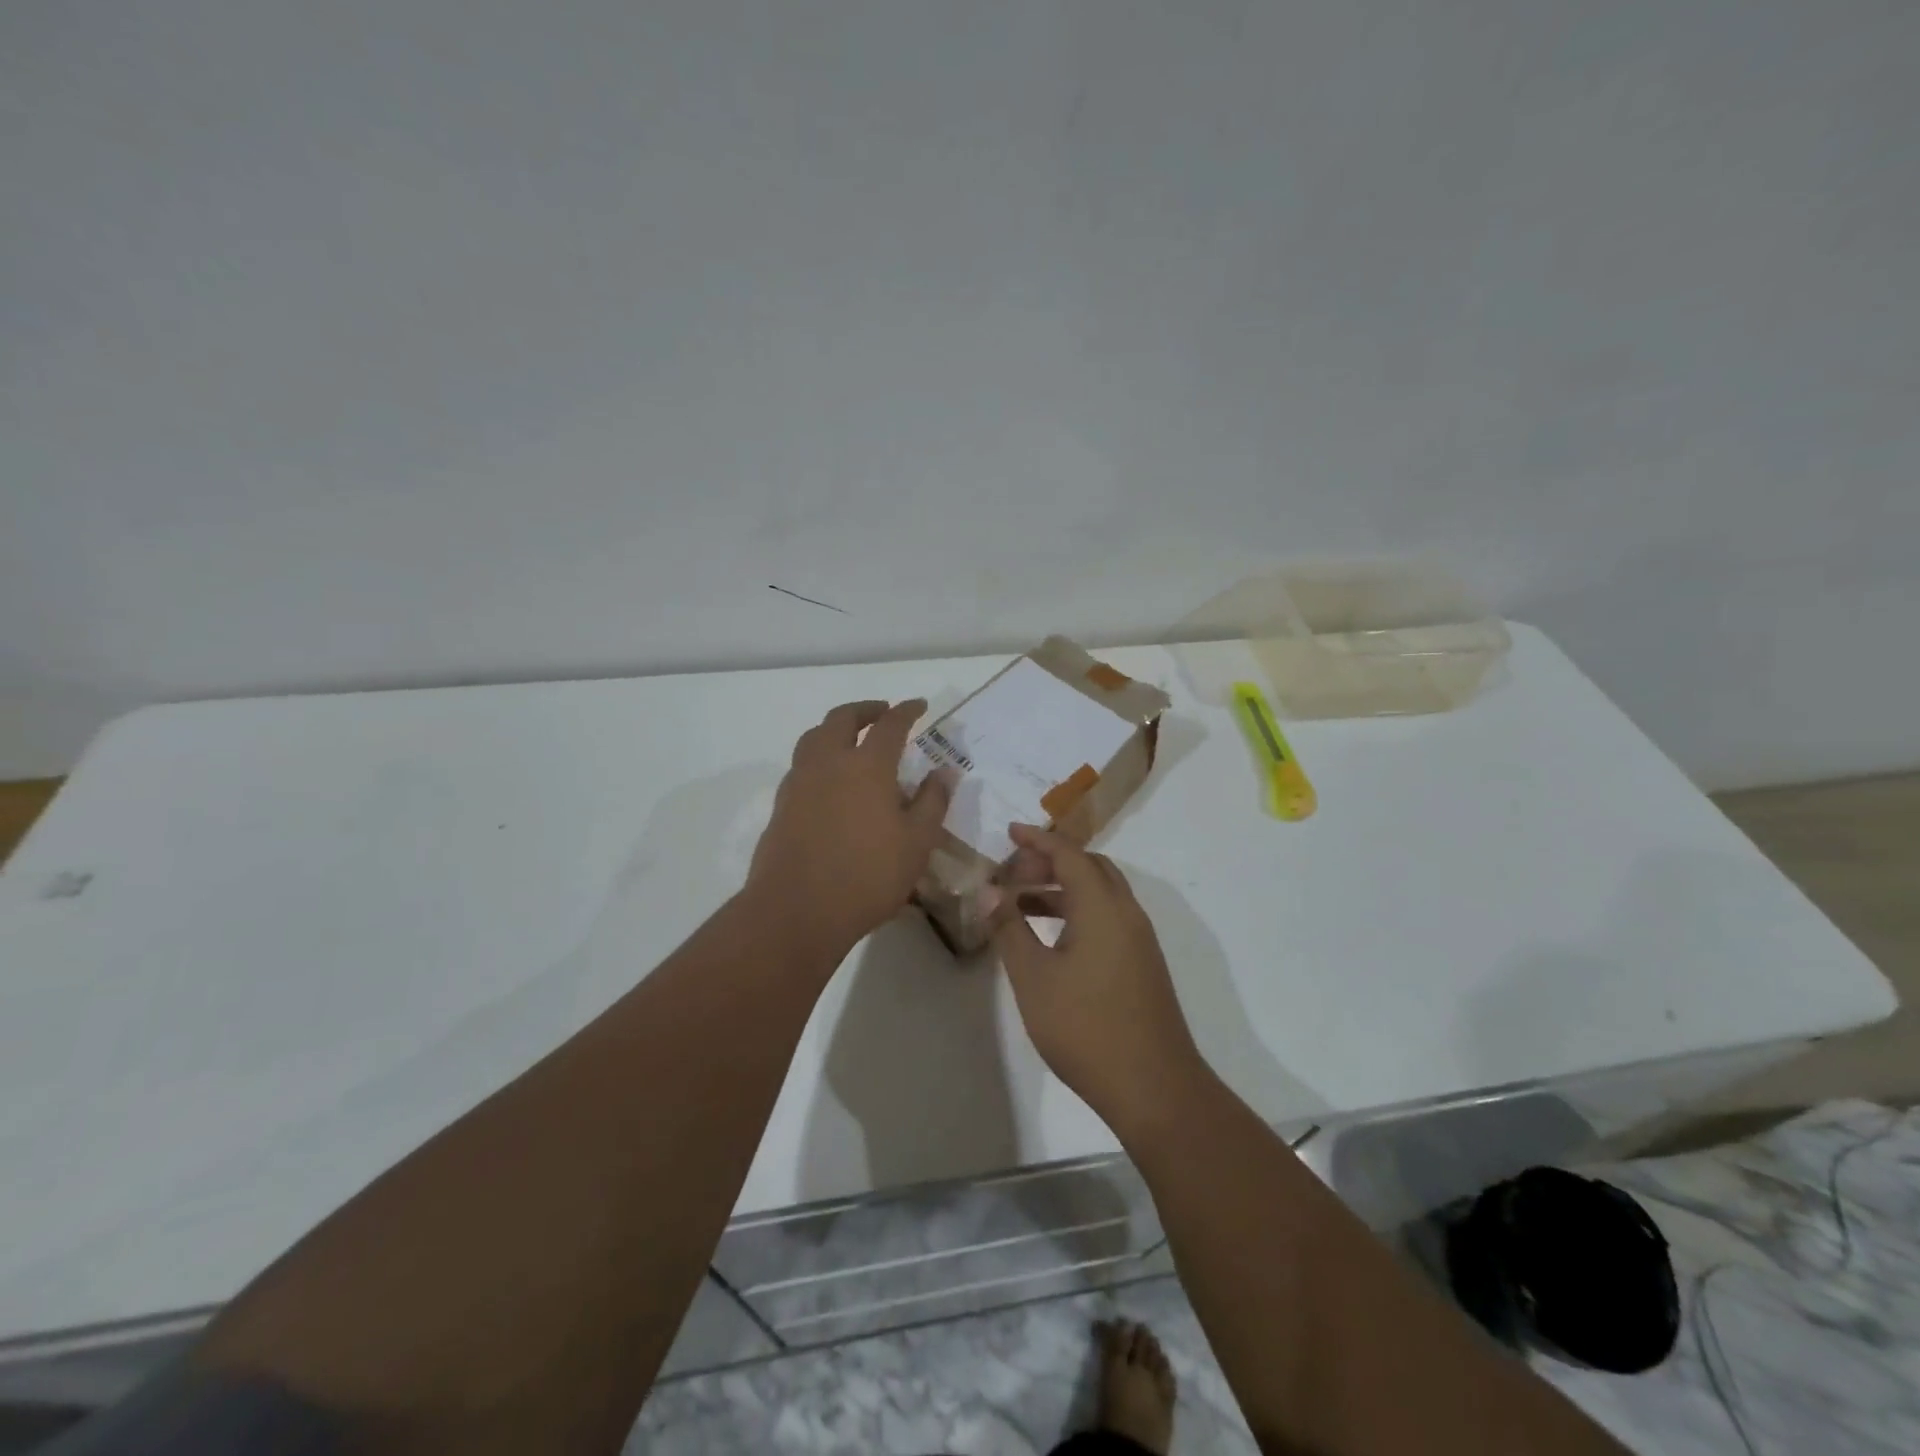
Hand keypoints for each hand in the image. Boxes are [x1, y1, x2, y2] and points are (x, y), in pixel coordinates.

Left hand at [748, 699, 950, 959]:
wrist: (797, 910)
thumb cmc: (868, 875)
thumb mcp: (917, 843)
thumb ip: (932, 802)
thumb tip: (944, 772)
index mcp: (867, 765)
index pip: (890, 724)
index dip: (906, 711)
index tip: (919, 705)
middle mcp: (829, 762)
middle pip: (842, 718)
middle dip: (865, 710)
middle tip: (882, 713)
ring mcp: (799, 782)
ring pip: (814, 736)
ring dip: (835, 729)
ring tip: (851, 740)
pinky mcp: (781, 805)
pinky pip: (801, 765)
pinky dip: (819, 757)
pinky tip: (830, 781)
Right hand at [993, 825, 1207, 1134]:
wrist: (1154, 1087)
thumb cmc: (1085, 1028)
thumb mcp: (1034, 978)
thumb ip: (1009, 929)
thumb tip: (989, 891)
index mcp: (1103, 907)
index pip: (1069, 855)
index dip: (1037, 840)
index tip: (1009, 833)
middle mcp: (1127, 913)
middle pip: (1090, 867)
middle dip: (1051, 862)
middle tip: (1013, 873)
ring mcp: (1139, 939)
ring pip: (1100, 893)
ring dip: (1063, 888)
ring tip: (1022, 904)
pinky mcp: (1142, 963)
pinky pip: (1108, 917)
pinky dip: (1079, 911)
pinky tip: (1052, 938)